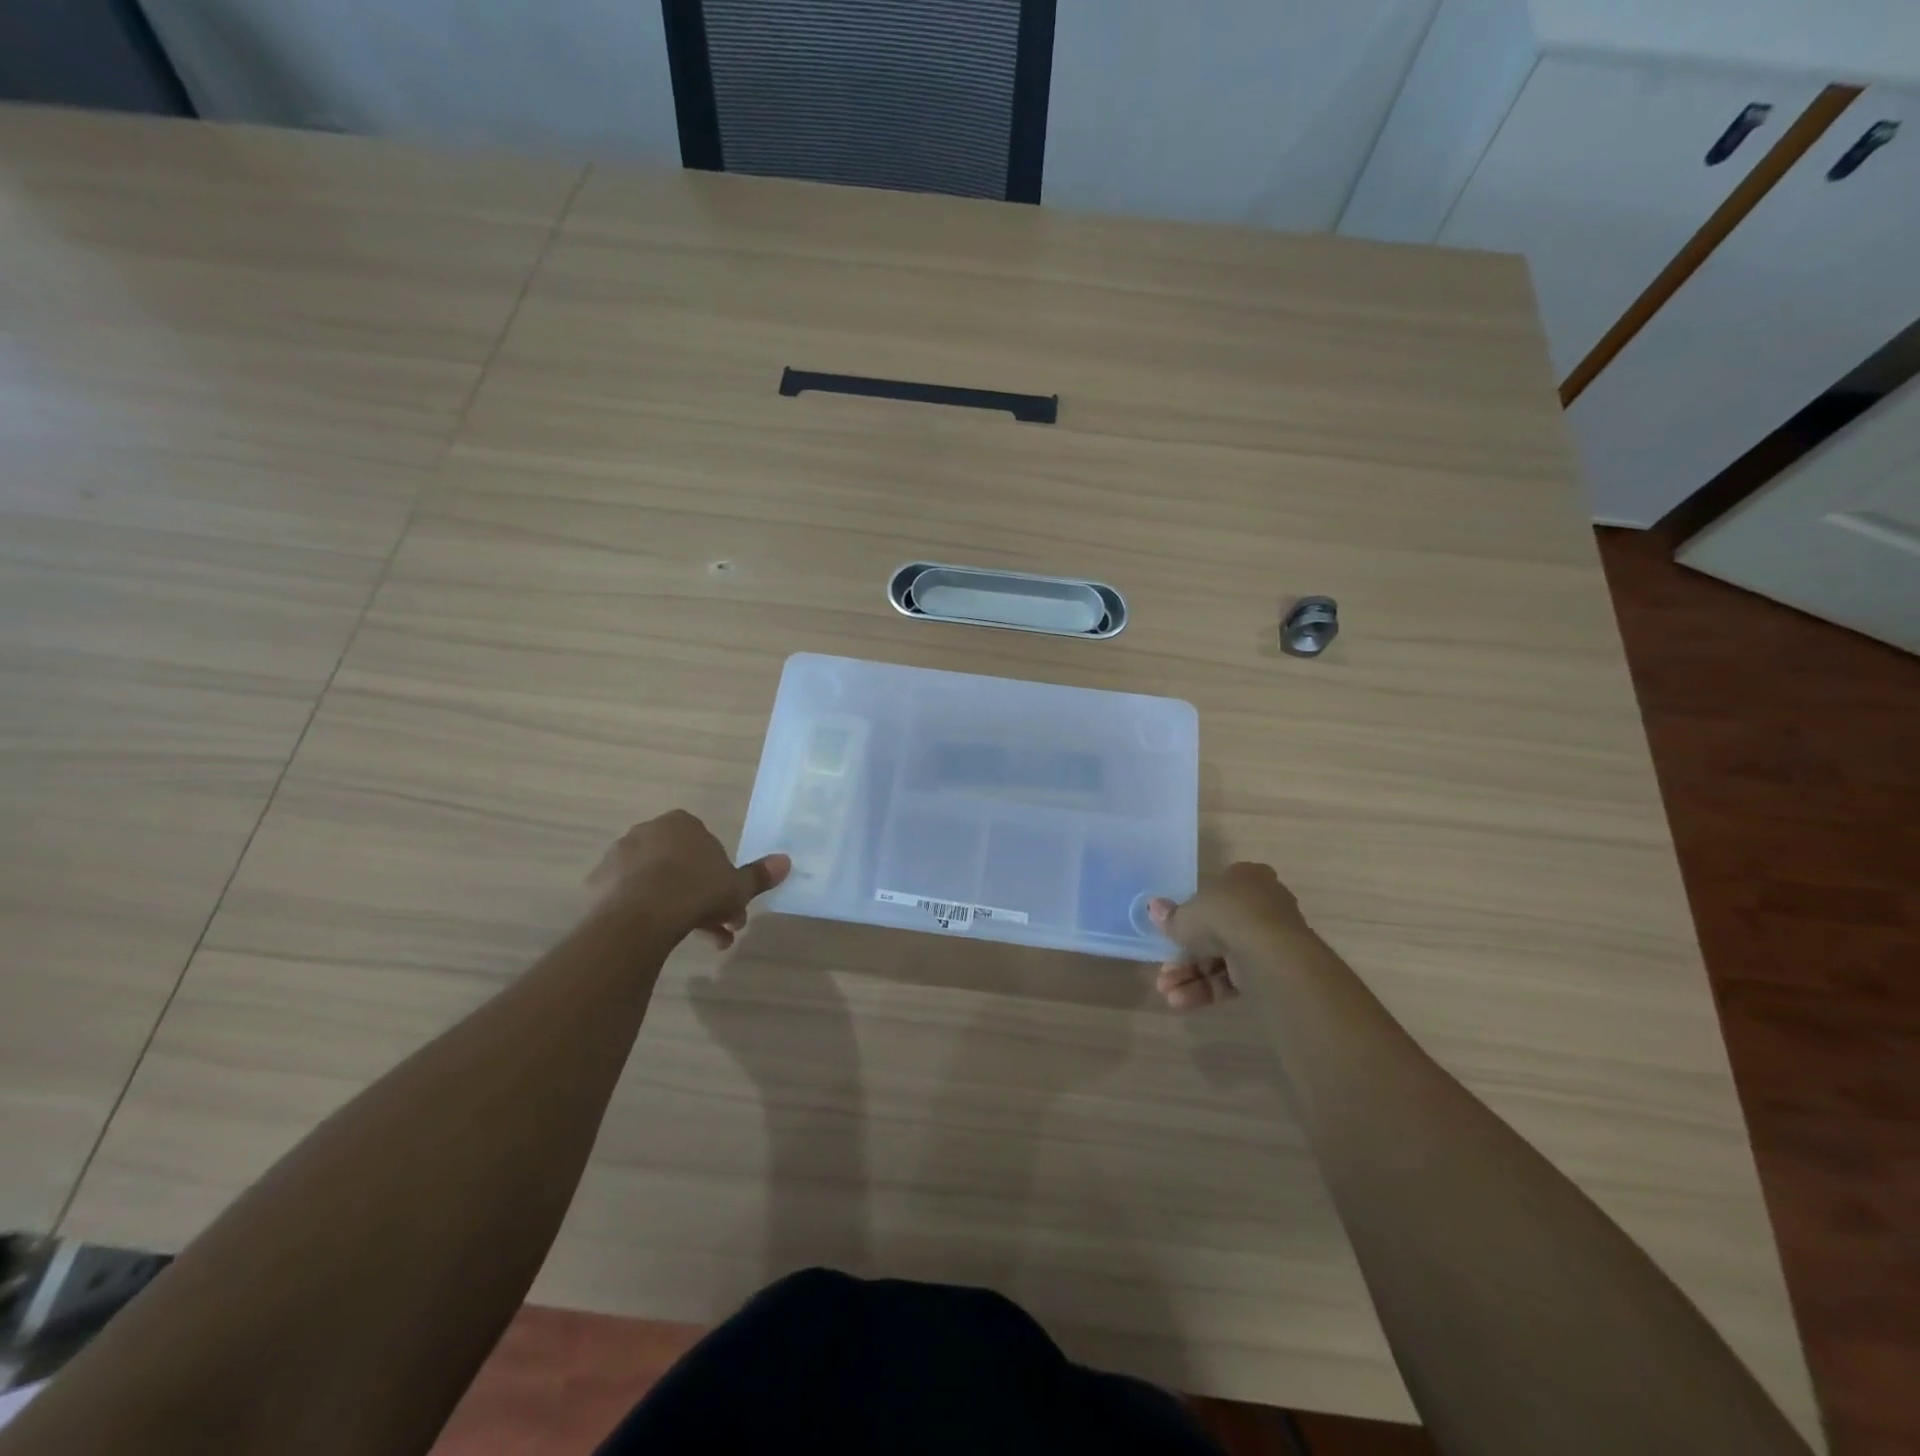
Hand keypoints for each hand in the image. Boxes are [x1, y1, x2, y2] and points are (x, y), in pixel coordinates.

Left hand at [590, 810, 789, 948]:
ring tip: (696, 941)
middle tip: (720, 928)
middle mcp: (648, 831)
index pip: (707, 846)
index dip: (721, 876)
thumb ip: (758, 875)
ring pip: (658, 883)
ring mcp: (619, 856)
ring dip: (678, 908)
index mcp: (682, 823)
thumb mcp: (737, 887)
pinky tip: (661, 937)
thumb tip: (786, 861)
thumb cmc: (697, 891)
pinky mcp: (599, 883)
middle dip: (703, 898)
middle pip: (682, 866)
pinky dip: (648, 913)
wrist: (640, 916)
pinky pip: (631, 897)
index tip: (730, 903)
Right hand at [1149, 862, 1309, 1009]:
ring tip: (1166, 992)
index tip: (1170, 931)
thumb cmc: (1226, 916)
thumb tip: (1153, 908)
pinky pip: (1235, 978)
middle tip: (1163, 970)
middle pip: (1216, 930)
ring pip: (1223, 958)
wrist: (1270, 953)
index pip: (1215, 893)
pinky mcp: (1272, 971)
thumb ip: (1170, 916)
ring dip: (1191, 976)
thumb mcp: (1186, 914)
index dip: (1190, 914)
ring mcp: (1269, 940)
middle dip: (1185, 954)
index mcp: (1245, 878)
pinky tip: (1181, 1001)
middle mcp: (1262, 905)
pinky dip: (1209, 989)